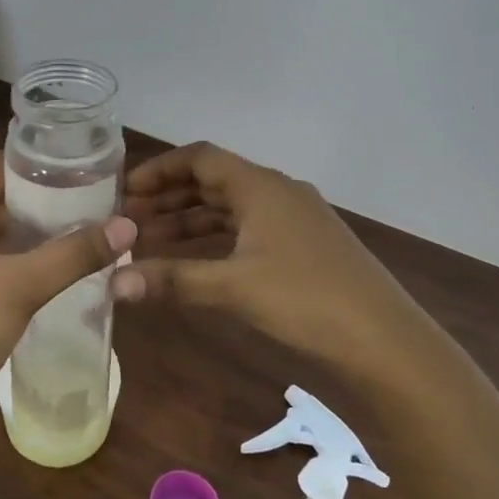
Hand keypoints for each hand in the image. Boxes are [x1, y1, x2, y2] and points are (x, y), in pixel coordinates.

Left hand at [0, 153, 136, 431]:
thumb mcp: (20, 287)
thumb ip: (74, 253)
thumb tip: (129, 224)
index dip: (40, 163)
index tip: (87, 166)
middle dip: (46, 201)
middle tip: (99, 201)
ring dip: (37, 235)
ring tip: (88, 230)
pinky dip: (24, 262)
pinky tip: (60, 270)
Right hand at [115, 142, 428, 378]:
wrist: (385, 341)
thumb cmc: (306, 300)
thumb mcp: (233, 287)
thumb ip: (172, 279)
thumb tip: (113, 283)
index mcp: (261, 186)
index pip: (200, 158)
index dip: (160, 170)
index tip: (125, 191)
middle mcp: (278, 192)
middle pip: (213, 181)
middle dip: (169, 198)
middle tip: (129, 220)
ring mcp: (294, 219)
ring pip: (230, 208)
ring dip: (190, 221)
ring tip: (150, 241)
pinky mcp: (304, 246)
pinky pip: (248, 229)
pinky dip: (216, 239)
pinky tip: (196, 262)